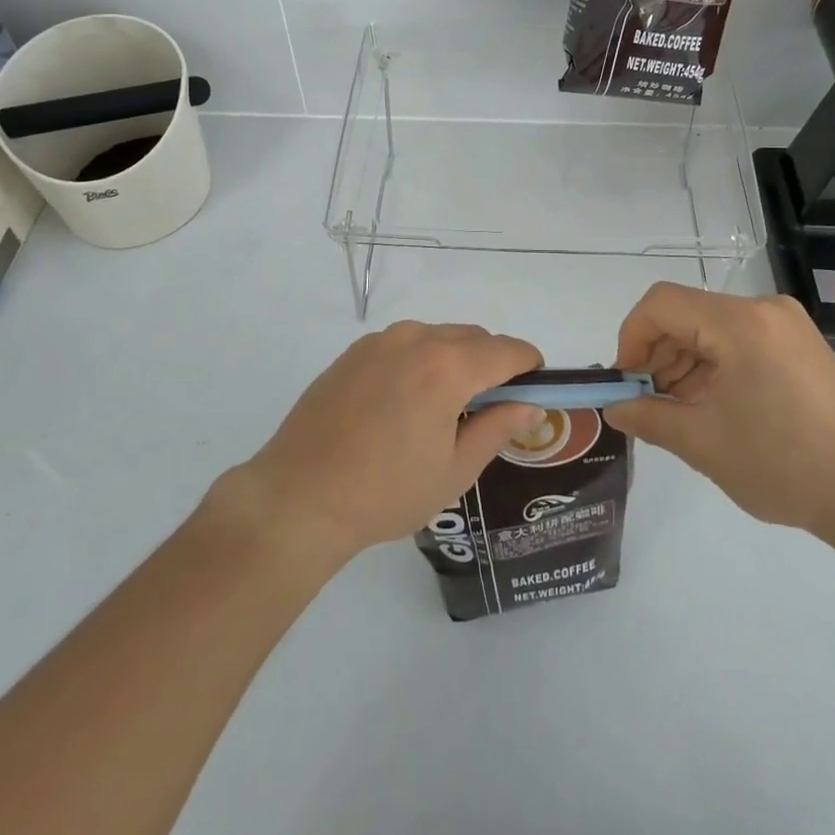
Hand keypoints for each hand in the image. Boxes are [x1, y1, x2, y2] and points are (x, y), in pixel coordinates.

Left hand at [221, 322, 546, 569]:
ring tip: (445, 409)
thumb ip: (498, 428)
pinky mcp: (354, 351)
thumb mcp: (454, 470)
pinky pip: (405, 344)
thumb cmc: (385, 492)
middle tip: (491, 409)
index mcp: (447, 366)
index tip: (535, 387)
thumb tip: (531, 405)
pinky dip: (421, 360)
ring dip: (456, 359)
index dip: (529, 365)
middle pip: (473, 338)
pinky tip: (406, 403)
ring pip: (438, 337)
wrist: (299, 497)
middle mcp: (416, 339)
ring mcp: (380, 341)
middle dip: (492, 363)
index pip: (506, 350)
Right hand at [604, 283, 834, 540]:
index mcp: (741, 323)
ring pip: (710, 326)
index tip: (626, 382)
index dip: (632, 337)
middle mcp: (763, 309)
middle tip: (646, 401)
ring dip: (683, 361)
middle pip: (687, 313)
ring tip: (676, 410)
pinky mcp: (797, 344)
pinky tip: (709, 404)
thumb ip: (649, 418)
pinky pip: (738, 339)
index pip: (662, 304)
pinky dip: (712, 365)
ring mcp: (785, 324)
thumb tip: (614, 407)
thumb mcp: (705, 444)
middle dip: (656, 354)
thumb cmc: (785, 464)